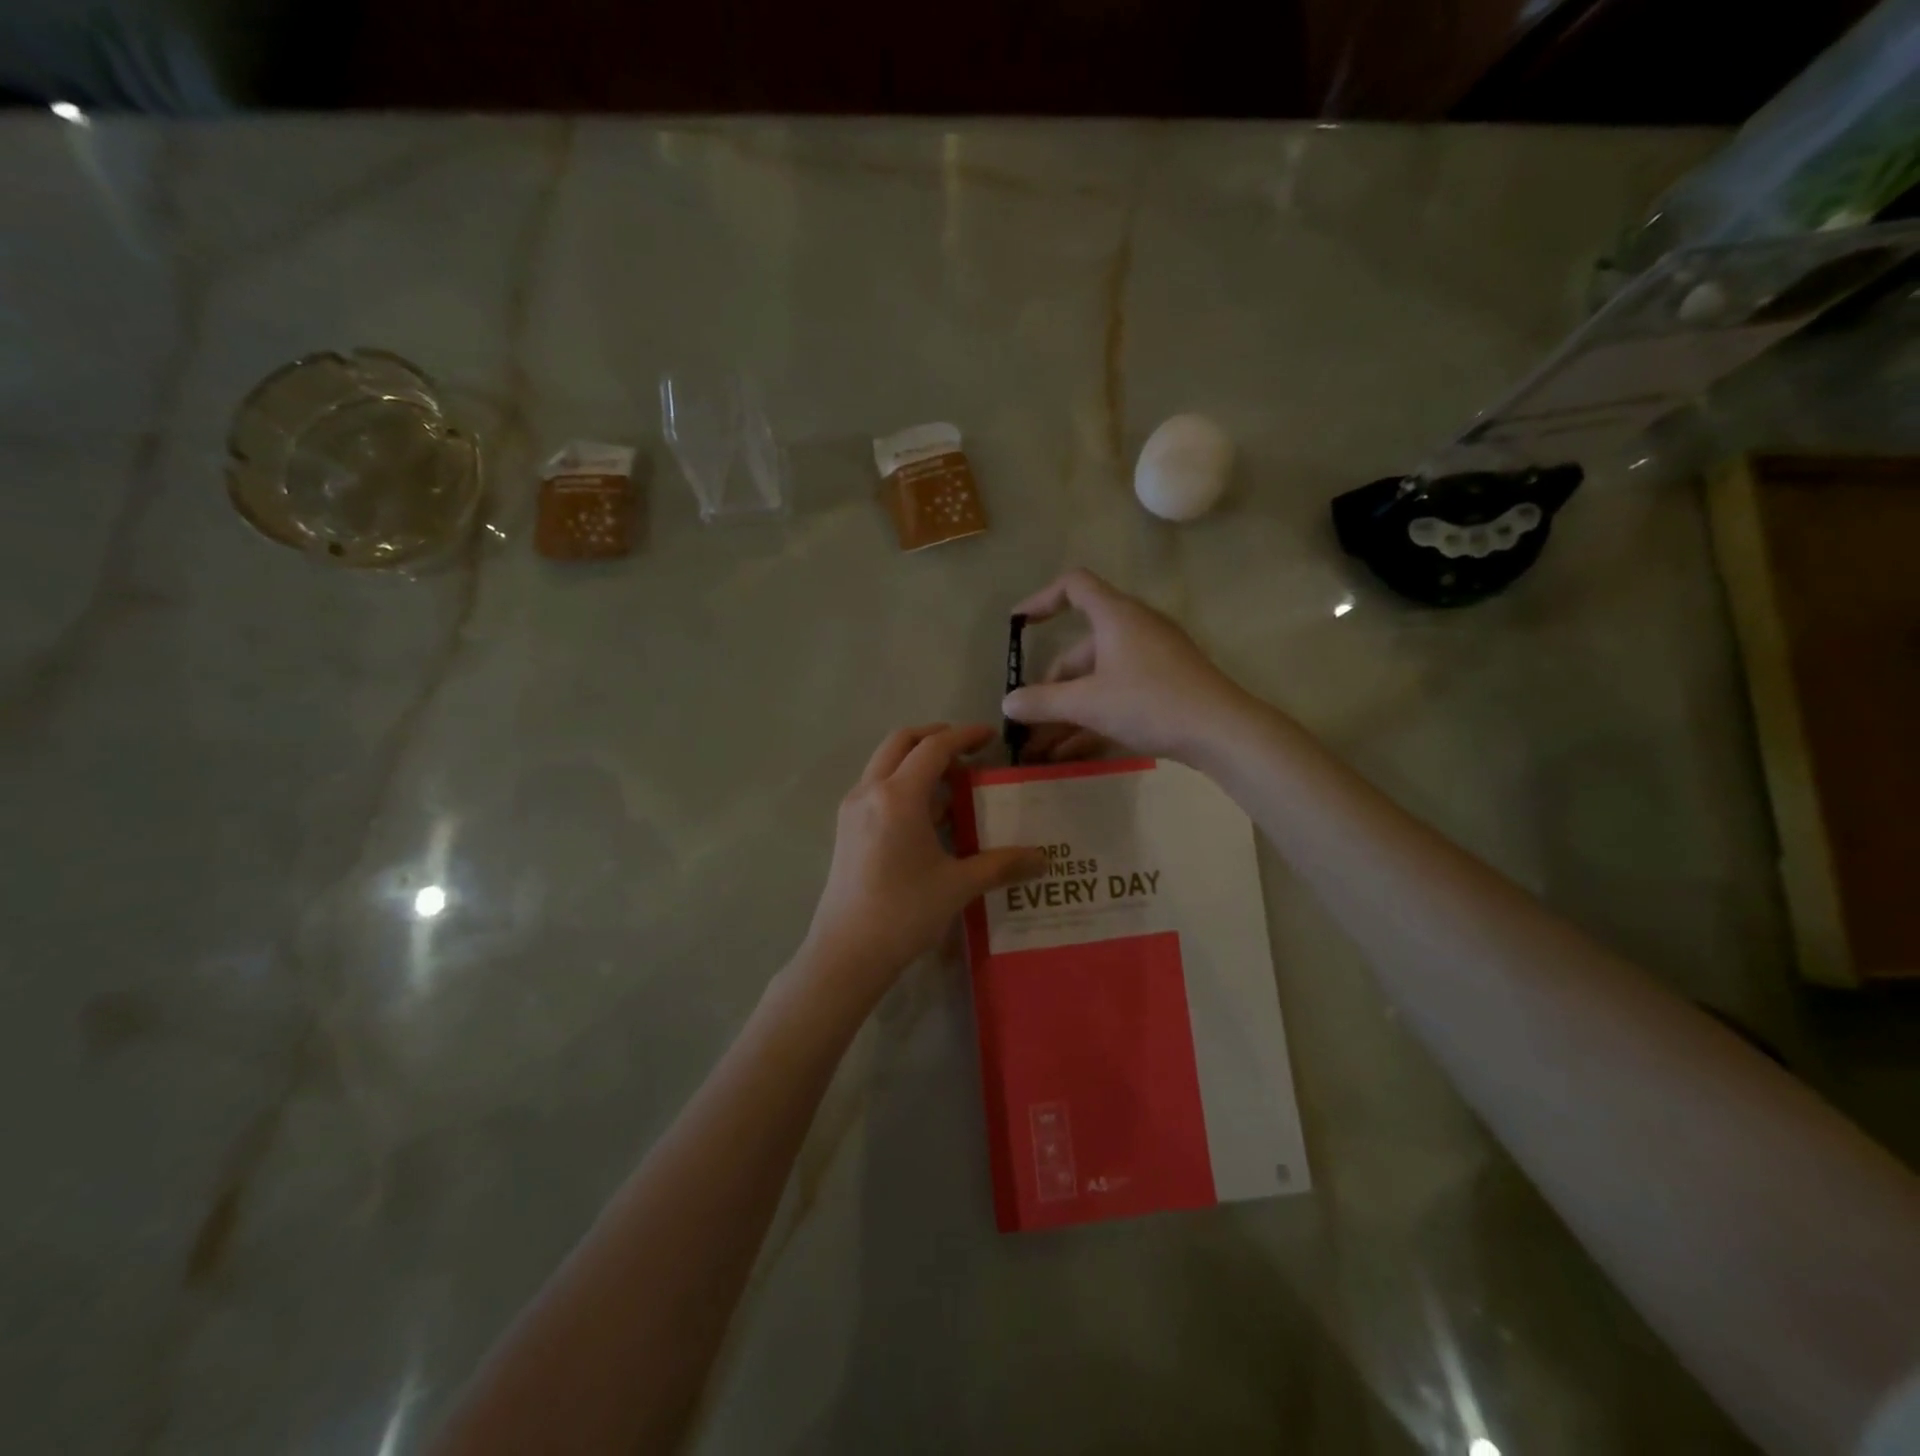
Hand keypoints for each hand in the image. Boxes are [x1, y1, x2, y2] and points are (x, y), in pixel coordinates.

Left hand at [799, 725, 1042, 1000]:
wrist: (846, 953)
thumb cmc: (904, 913)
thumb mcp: (958, 886)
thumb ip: (1001, 865)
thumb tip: (1042, 859)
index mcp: (898, 796)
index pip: (934, 748)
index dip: (964, 736)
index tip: (990, 737)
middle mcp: (870, 791)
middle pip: (902, 742)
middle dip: (936, 738)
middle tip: (968, 752)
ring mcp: (852, 809)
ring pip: (885, 764)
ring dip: (918, 762)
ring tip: (954, 785)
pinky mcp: (846, 828)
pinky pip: (877, 787)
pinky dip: (903, 784)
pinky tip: (929, 817)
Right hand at [1002, 569, 1250, 762]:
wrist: (1222, 731)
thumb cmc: (1150, 702)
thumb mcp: (1088, 703)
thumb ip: (1042, 702)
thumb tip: (1007, 703)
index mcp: (1115, 617)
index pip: (1074, 586)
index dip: (1042, 600)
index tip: (1017, 625)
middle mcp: (1133, 630)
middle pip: (1080, 649)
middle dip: (1050, 687)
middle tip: (1029, 721)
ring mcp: (1151, 660)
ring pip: (1097, 680)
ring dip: (1066, 712)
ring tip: (1039, 749)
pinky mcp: (1163, 687)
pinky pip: (1116, 696)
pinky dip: (1091, 718)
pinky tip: (1068, 754)